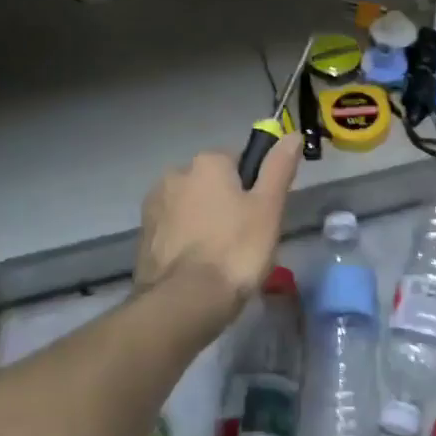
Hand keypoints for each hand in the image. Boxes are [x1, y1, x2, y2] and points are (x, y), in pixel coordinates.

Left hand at [135, 135, 301, 320]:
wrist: (185, 301)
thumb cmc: (236, 249)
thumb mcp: (269, 207)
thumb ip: (279, 168)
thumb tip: (292, 134)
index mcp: (207, 162)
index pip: (239, 160)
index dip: (255, 186)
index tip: (263, 213)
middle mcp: (175, 174)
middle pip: (212, 183)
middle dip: (227, 203)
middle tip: (247, 238)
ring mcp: (154, 206)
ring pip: (192, 207)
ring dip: (205, 222)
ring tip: (223, 258)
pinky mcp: (144, 237)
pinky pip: (175, 230)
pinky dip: (187, 241)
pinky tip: (200, 267)